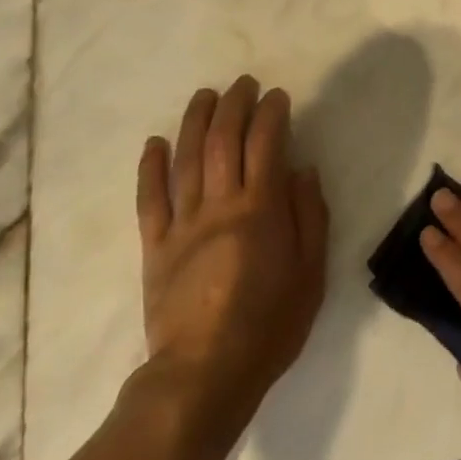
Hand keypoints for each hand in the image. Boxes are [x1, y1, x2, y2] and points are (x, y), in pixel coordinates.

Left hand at [134, 76, 328, 442]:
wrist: (204, 375)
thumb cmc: (269, 325)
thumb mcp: (311, 274)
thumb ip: (309, 217)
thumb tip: (302, 170)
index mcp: (260, 210)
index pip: (265, 144)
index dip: (271, 113)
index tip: (277, 96)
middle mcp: (219, 205)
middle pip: (223, 140)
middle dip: (234, 104)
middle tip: (243, 84)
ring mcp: (182, 224)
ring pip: (186, 159)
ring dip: (195, 121)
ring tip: (204, 96)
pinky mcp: (155, 247)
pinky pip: (150, 200)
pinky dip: (151, 168)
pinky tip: (155, 143)